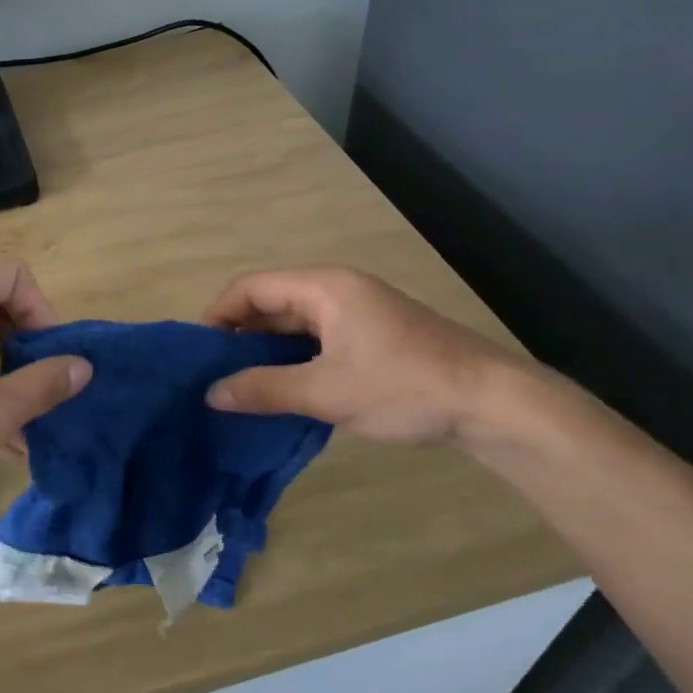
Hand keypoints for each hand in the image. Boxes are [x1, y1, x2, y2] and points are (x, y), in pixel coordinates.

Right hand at [202, 267, 516, 443]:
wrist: (494, 405)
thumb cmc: (404, 387)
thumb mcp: (327, 392)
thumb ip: (264, 390)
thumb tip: (211, 393)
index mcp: (325, 287)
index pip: (252, 287)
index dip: (218, 315)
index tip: (198, 352)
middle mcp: (337, 291)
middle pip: (271, 303)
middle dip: (239, 336)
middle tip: (213, 374)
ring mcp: (357, 314)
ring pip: (294, 325)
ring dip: (266, 352)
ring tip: (239, 386)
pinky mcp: (372, 338)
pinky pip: (316, 341)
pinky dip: (293, 361)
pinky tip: (281, 391)